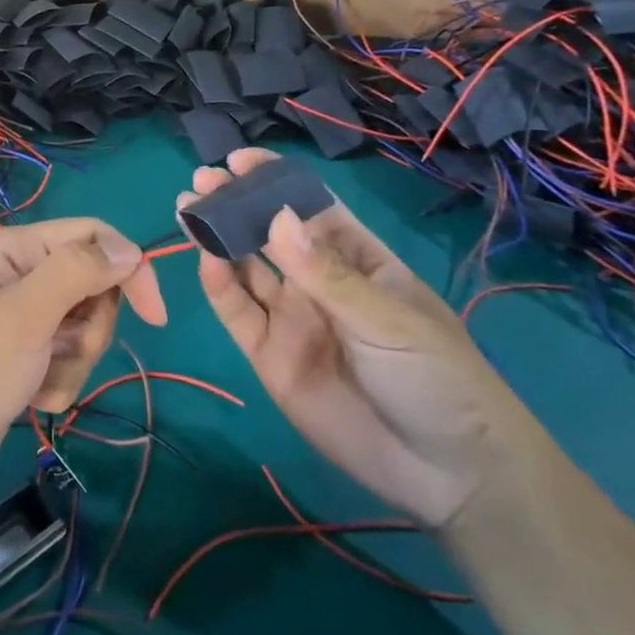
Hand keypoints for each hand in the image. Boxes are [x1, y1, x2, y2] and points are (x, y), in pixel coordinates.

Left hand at [0, 219, 167, 509]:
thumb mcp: (25, 316)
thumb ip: (78, 272)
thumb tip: (130, 247)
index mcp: (12, 248)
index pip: (91, 236)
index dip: (129, 268)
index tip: (156, 317)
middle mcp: (16, 276)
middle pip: (92, 285)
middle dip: (89, 327)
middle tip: (59, 350)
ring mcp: (18, 319)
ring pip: (83, 328)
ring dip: (72, 362)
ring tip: (37, 382)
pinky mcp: (20, 358)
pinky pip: (64, 360)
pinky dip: (56, 383)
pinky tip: (28, 400)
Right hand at [180, 149, 545, 527]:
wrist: (446, 474)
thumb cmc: (435, 379)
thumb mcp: (388, 320)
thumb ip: (326, 275)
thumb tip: (275, 218)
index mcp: (358, 260)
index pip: (310, 208)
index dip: (275, 182)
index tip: (239, 160)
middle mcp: (317, 282)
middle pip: (268, 234)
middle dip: (236, 205)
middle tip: (201, 181)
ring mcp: (291, 317)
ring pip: (245, 267)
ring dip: (217, 238)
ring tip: (188, 208)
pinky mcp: (268, 354)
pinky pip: (237, 312)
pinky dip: (218, 285)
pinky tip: (205, 260)